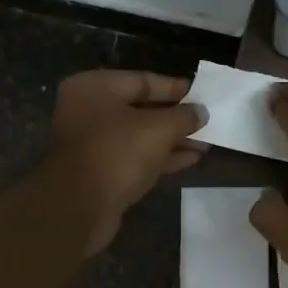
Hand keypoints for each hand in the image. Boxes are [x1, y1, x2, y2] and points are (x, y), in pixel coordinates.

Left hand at [47, 70, 207, 254]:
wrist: (81, 207)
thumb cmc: (117, 153)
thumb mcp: (158, 128)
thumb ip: (183, 116)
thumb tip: (201, 112)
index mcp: (94, 88)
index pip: (142, 80)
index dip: (174, 88)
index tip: (201, 94)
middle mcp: (89, 112)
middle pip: (140, 109)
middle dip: (175, 117)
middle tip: (206, 120)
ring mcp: (93, 144)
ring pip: (140, 136)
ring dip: (172, 139)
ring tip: (205, 142)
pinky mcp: (101, 172)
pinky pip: (136, 158)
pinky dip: (161, 157)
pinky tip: (191, 158)